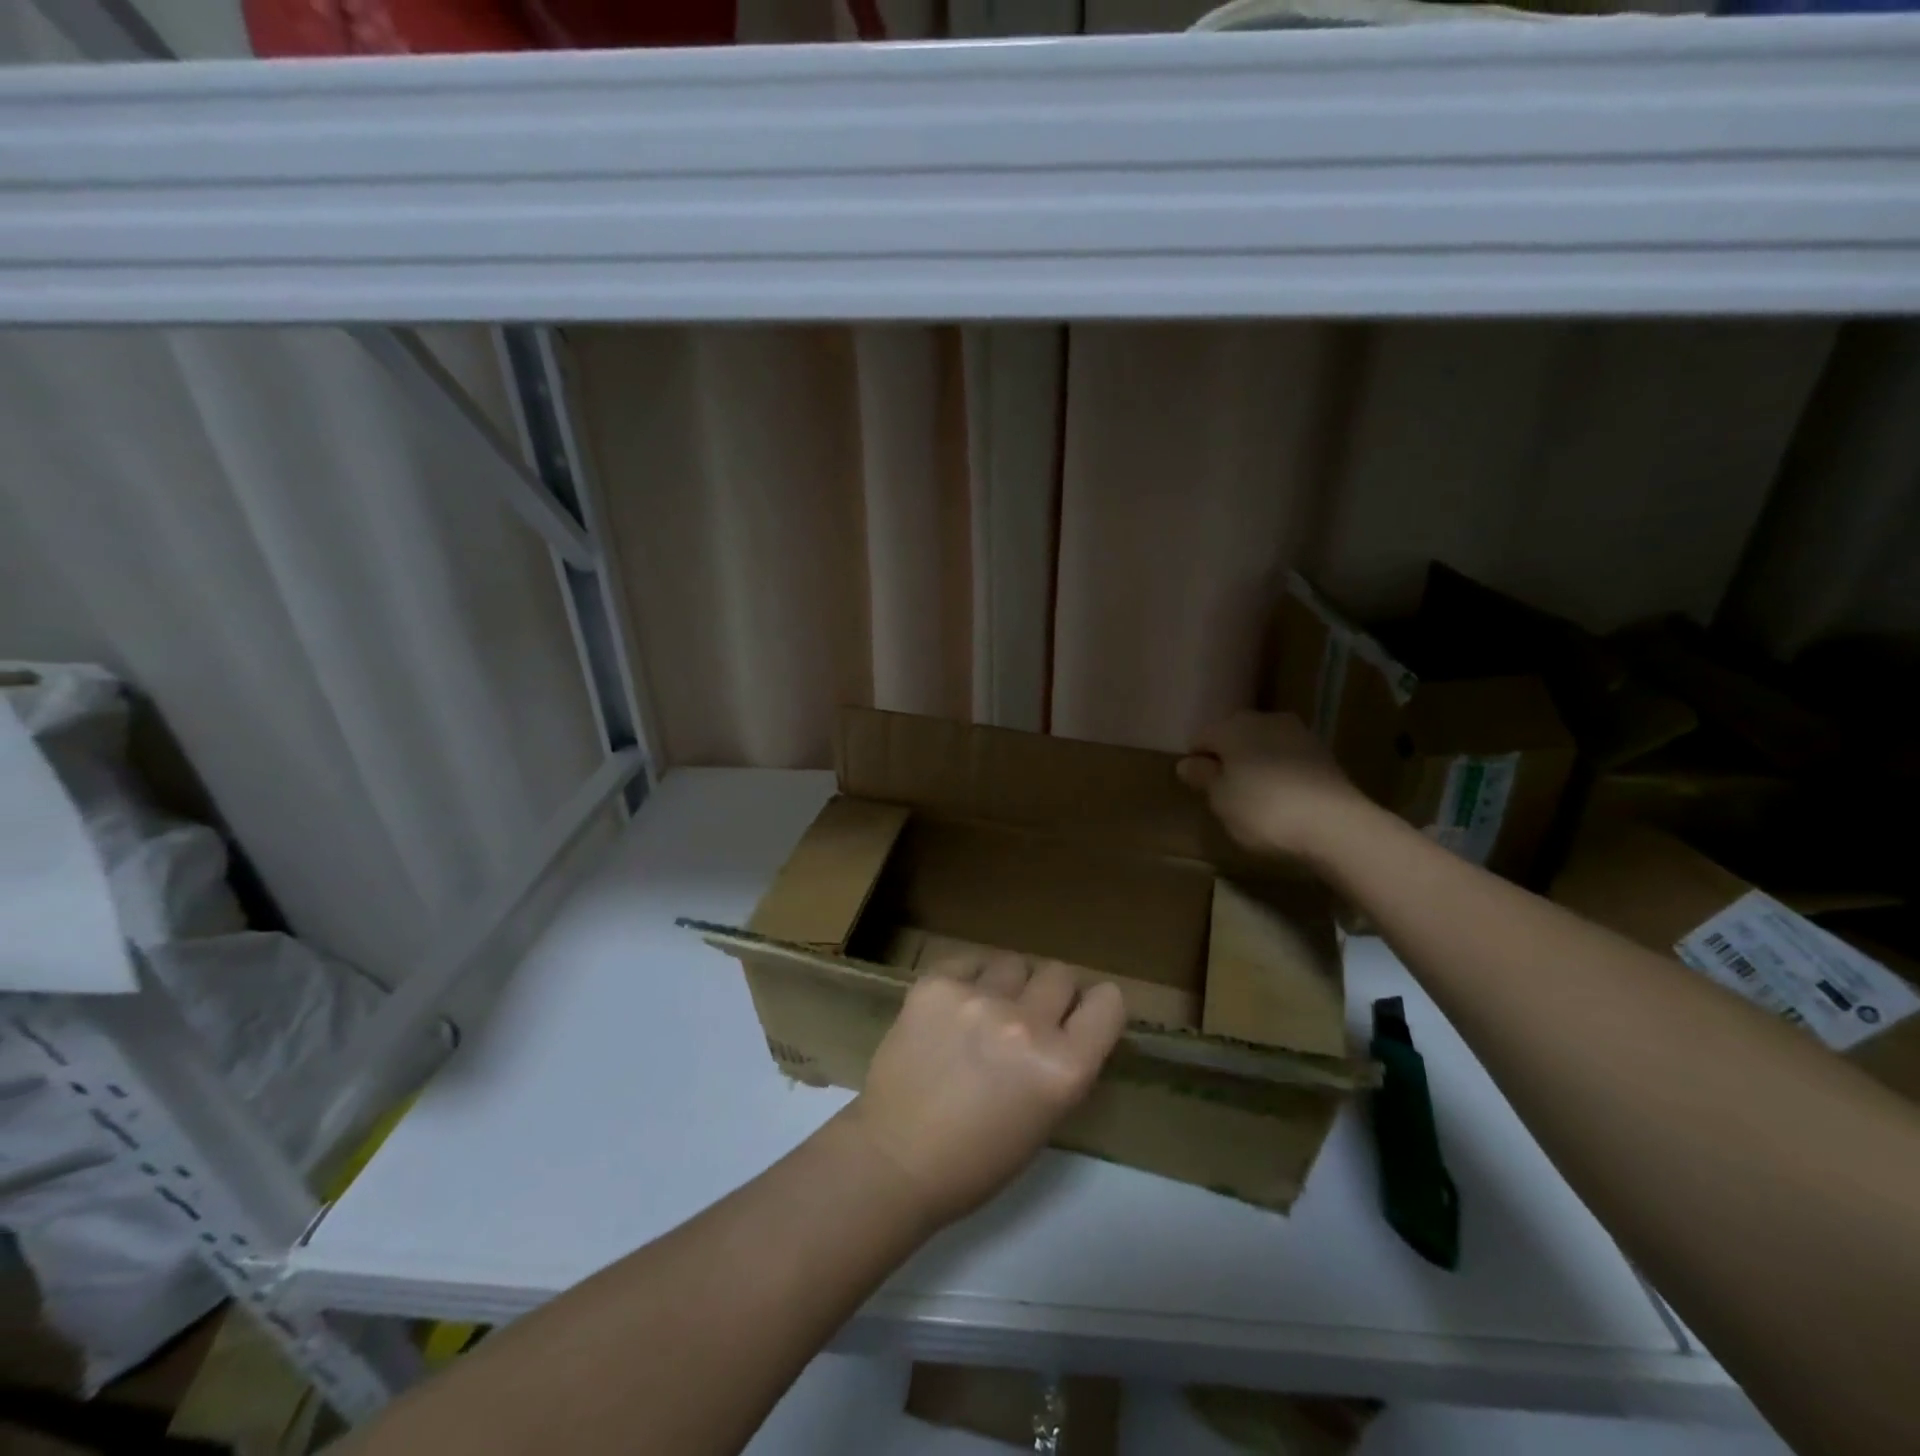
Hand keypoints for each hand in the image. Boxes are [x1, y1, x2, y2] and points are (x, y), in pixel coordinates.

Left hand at [842, 952, 1125, 1230]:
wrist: (894, 1158)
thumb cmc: (977, 1159)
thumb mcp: (1045, 1118)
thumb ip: (1064, 1062)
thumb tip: (1068, 1021)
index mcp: (1064, 1068)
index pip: (1108, 1002)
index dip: (1095, 1009)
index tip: (1080, 1017)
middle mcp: (1026, 1025)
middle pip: (1060, 973)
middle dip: (1049, 994)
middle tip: (1026, 1018)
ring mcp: (977, 998)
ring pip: (1014, 961)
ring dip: (1008, 984)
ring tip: (984, 1012)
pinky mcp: (936, 983)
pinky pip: (969, 961)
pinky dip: (968, 979)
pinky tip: (952, 1008)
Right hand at [1176, 711, 1371, 859]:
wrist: (1336, 825)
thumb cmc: (1264, 810)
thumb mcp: (1221, 799)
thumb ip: (1203, 777)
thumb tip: (1187, 763)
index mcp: (1232, 727)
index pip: (1201, 738)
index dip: (1195, 762)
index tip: (1198, 788)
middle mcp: (1264, 719)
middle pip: (1233, 736)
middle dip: (1227, 758)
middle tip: (1224, 792)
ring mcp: (1298, 733)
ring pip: (1262, 744)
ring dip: (1254, 763)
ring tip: (1253, 796)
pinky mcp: (1322, 752)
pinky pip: (1287, 757)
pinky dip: (1279, 772)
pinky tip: (1280, 797)